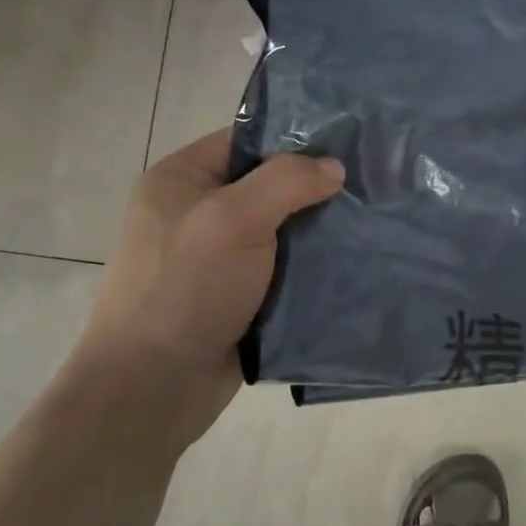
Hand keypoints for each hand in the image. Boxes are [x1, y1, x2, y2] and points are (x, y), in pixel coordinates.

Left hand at [74, 129, 343, 439]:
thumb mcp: (234, 218)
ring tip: (372, 224)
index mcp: (181, 180)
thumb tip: (334, 167)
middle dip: (315, 190)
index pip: (246, 140)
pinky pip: (281, 271)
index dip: (295, 139)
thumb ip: (287, 181)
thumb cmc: (186, 286)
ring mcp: (215, 258)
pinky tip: (352, 265)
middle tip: (370, 186)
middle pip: (267, 186)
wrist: (153, 386)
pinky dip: (310, 270)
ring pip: (279, 232)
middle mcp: (196, 213)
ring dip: (318, 233)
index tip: (348, 144)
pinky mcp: (236, 297)